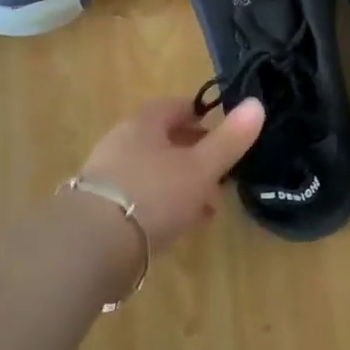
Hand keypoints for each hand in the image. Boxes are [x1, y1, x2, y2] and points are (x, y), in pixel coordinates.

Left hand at [79, 97, 265, 252]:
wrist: (92, 246)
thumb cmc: (153, 194)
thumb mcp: (201, 167)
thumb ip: (229, 139)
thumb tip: (257, 103)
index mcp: (143, 124)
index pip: (175, 107)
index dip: (202, 115)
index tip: (224, 130)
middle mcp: (121, 143)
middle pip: (164, 141)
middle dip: (196, 156)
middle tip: (222, 174)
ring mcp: (107, 177)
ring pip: (154, 172)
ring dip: (182, 185)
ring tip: (207, 208)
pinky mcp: (100, 209)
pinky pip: (141, 198)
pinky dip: (164, 205)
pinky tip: (179, 226)